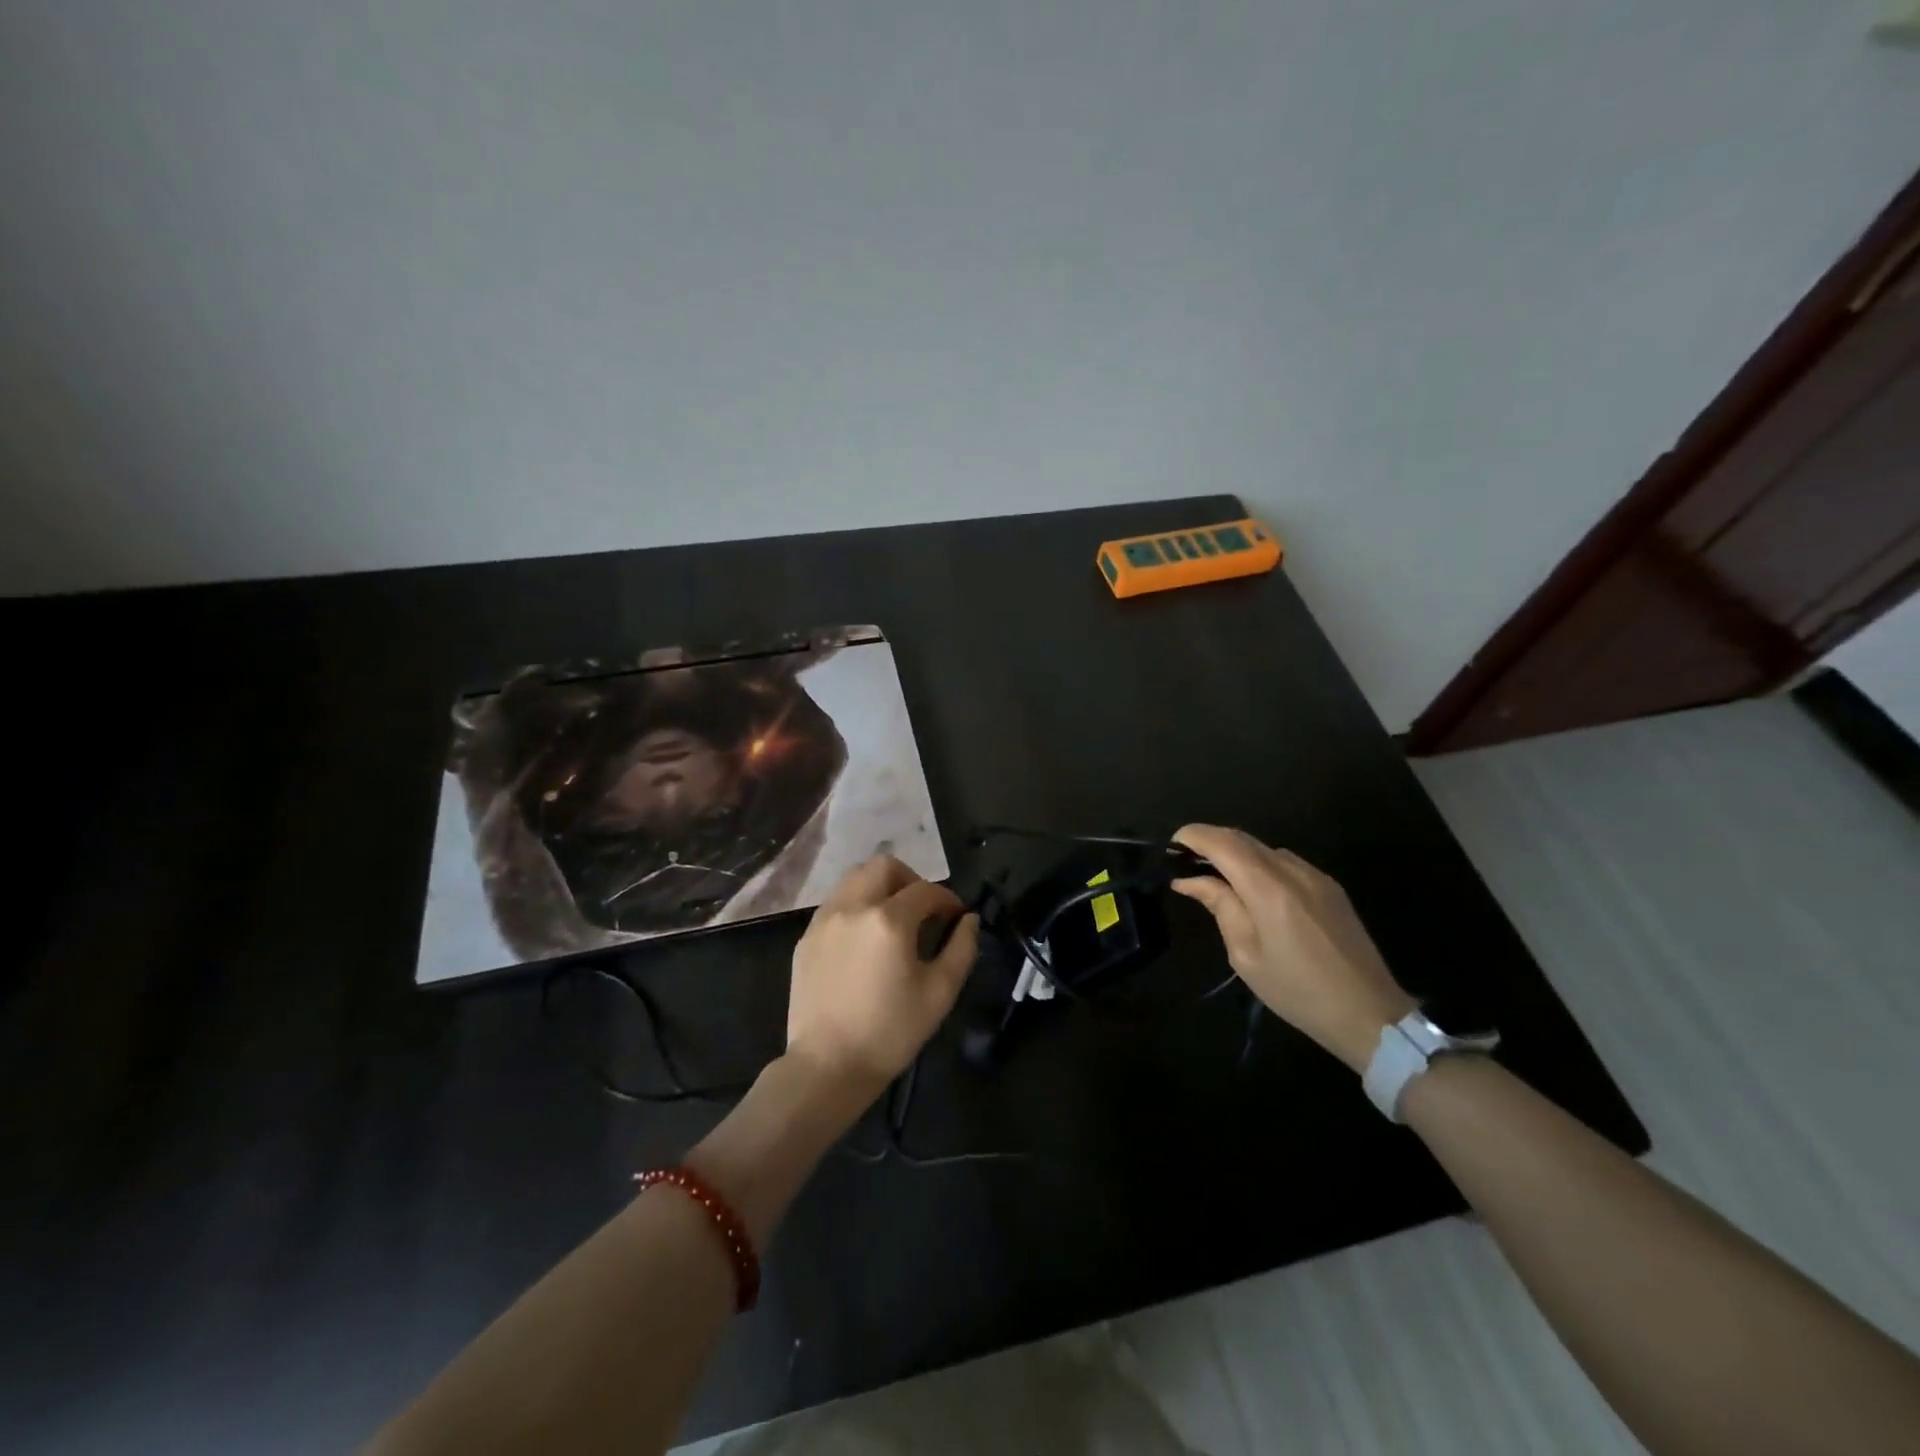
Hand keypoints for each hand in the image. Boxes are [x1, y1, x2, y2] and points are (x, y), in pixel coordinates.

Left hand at [785, 855, 979, 1095]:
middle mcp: (853, 907)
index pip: (926, 890)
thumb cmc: (890, 1032)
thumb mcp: (940, 993)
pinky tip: (864, 940)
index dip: (947, 898)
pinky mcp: (806, 937)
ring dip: (880, 888)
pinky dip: (856, 906)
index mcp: (889, 919)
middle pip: (884, 866)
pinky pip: (836, 903)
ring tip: (893, 920)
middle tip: (922, 909)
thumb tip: (968, 920)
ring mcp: (824, 920)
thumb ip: (961, 948)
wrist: (828, 1066)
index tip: (956, 916)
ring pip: (855, 878)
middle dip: (910, 879)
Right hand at [1170, 824, 1413, 1071]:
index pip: (1223, 842)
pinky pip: (1286, 863)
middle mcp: (1293, 871)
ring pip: (1265, 849)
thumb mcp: (1246, 954)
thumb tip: (1190, 879)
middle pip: (1243, 839)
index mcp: (1268, 888)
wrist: (1370, 1015)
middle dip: (1210, 842)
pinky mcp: (1331, 888)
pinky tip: (1253, 891)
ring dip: (1236, 854)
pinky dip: (1260, 865)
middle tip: (1185, 863)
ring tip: (1216, 879)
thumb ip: (1220, 906)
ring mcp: (1316, 876)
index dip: (1193, 836)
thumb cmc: (1298, 991)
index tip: (1171, 847)